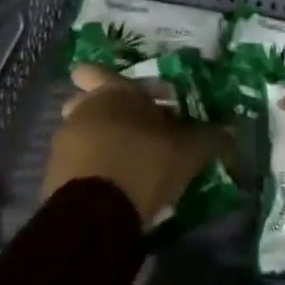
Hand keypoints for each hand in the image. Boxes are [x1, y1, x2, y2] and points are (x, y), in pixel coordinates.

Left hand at [42, 64, 229, 224]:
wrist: (95, 213)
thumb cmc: (144, 164)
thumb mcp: (187, 152)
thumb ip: (209, 137)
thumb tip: (232, 131)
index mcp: (113, 93)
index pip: (97, 71)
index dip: (111, 80)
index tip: (135, 97)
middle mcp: (84, 108)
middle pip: (85, 100)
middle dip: (102, 109)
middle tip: (128, 129)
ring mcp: (63, 141)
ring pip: (78, 131)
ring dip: (95, 139)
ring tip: (121, 163)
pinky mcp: (52, 174)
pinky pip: (72, 161)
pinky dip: (86, 167)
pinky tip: (107, 186)